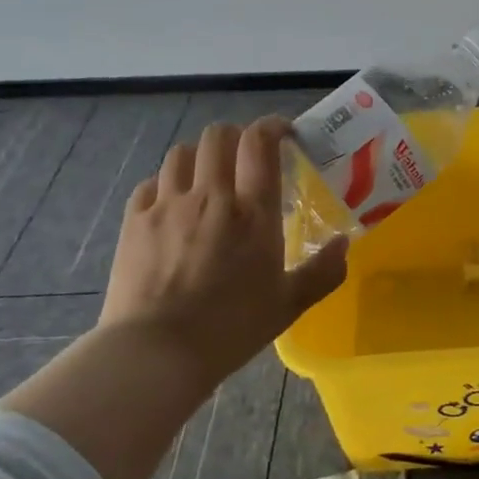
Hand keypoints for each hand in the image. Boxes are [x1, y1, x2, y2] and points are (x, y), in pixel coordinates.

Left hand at [100, 117, 348, 378]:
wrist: (156, 353)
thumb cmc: (232, 328)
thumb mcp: (289, 304)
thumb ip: (323, 271)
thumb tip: (344, 244)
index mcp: (253, 211)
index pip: (260, 142)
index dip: (272, 126)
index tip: (283, 132)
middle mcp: (211, 196)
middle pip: (218, 136)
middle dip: (236, 136)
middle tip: (246, 156)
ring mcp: (168, 205)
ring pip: (182, 153)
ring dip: (200, 156)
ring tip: (208, 176)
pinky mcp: (135, 221)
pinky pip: (151, 183)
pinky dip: (166, 183)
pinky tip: (173, 203)